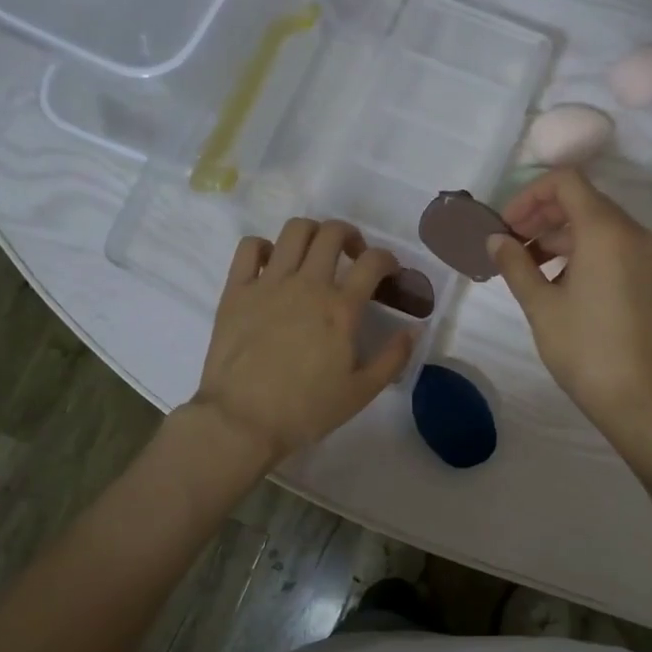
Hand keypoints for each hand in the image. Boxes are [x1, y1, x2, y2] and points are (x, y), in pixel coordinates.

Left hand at [193, 218, 413, 464]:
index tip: (390, 272)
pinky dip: (264, 247)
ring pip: (294, 231)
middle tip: (353, 256)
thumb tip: (415, 329)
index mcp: (341, 308)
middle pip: (332, 233)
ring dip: (312, 233)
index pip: (373, 262)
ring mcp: (269, 283)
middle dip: (350, 235)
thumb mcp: (362, 391)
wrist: (242, 421)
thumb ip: (394, 357)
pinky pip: (249, 248)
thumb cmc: (307, 410)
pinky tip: (272, 264)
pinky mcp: (236, 290)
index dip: (388, 259)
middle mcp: (307, 284)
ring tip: (315, 253)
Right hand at [491, 169, 651, 433]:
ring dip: (562, 237)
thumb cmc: (583, 348)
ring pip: (600, 226)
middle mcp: (634, 233)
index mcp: (606, 231)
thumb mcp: (540, 305)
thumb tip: (495, 240)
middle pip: (584, 201)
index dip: (530, 195)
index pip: (566, 182)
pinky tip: (561, 283)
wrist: (637, 398)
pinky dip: (586, 252)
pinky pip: (616, 247)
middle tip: (512, 245)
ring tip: (530, 268)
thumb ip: (515, 264)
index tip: (507, 226)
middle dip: (543, 216)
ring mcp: (649, 255)